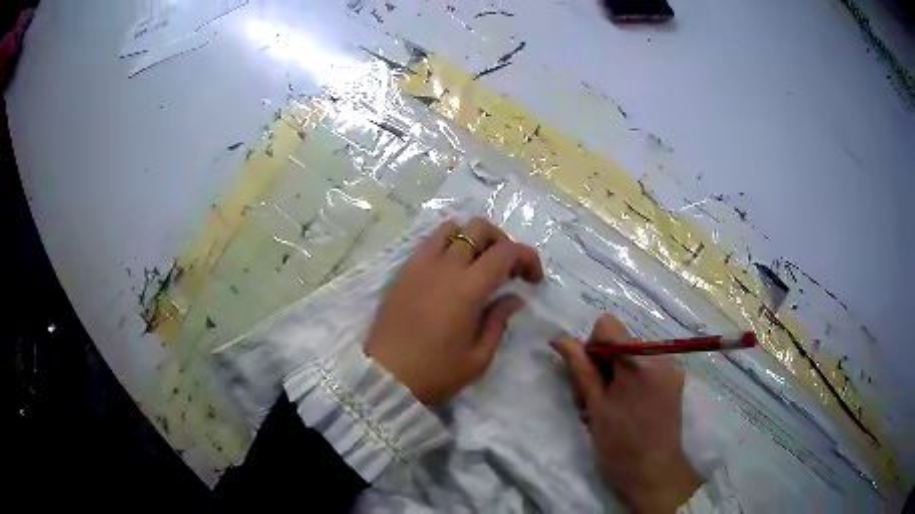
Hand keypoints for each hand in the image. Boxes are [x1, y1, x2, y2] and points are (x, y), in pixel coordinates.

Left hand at [365, 217, 543, 404]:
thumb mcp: (478, 358)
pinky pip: (429, 242)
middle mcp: (444, 267)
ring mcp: (420, 265)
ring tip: (476, 265)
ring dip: (472, 239)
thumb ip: (499, 321)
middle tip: (506, 270)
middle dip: (501, 242)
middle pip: (479, 228)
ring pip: (452, 228)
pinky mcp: (403, 271)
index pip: (506, 252)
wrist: (385, 378)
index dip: (527, 257)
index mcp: (468, 289)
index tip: (533, 279)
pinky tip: (450, 270)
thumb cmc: (435, 373)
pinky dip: (447, 244)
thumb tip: (513, 298)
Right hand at [552, 315, 701, 513]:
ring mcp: (670, 369)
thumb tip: (560, 339)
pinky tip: (624, 409)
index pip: (607, 326)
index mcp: (639, 360)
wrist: (653, 473)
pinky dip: (629, 382)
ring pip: (631, 356)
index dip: (591, 347)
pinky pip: (645, 369)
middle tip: (592, 401)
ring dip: (614, 376)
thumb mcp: (595, 406)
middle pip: (620, 341)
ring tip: (606, 409)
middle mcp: (660, 356)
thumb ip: (580, 368)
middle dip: (601, 365)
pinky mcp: (673, 383)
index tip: (588, 378)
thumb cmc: (619, 444)